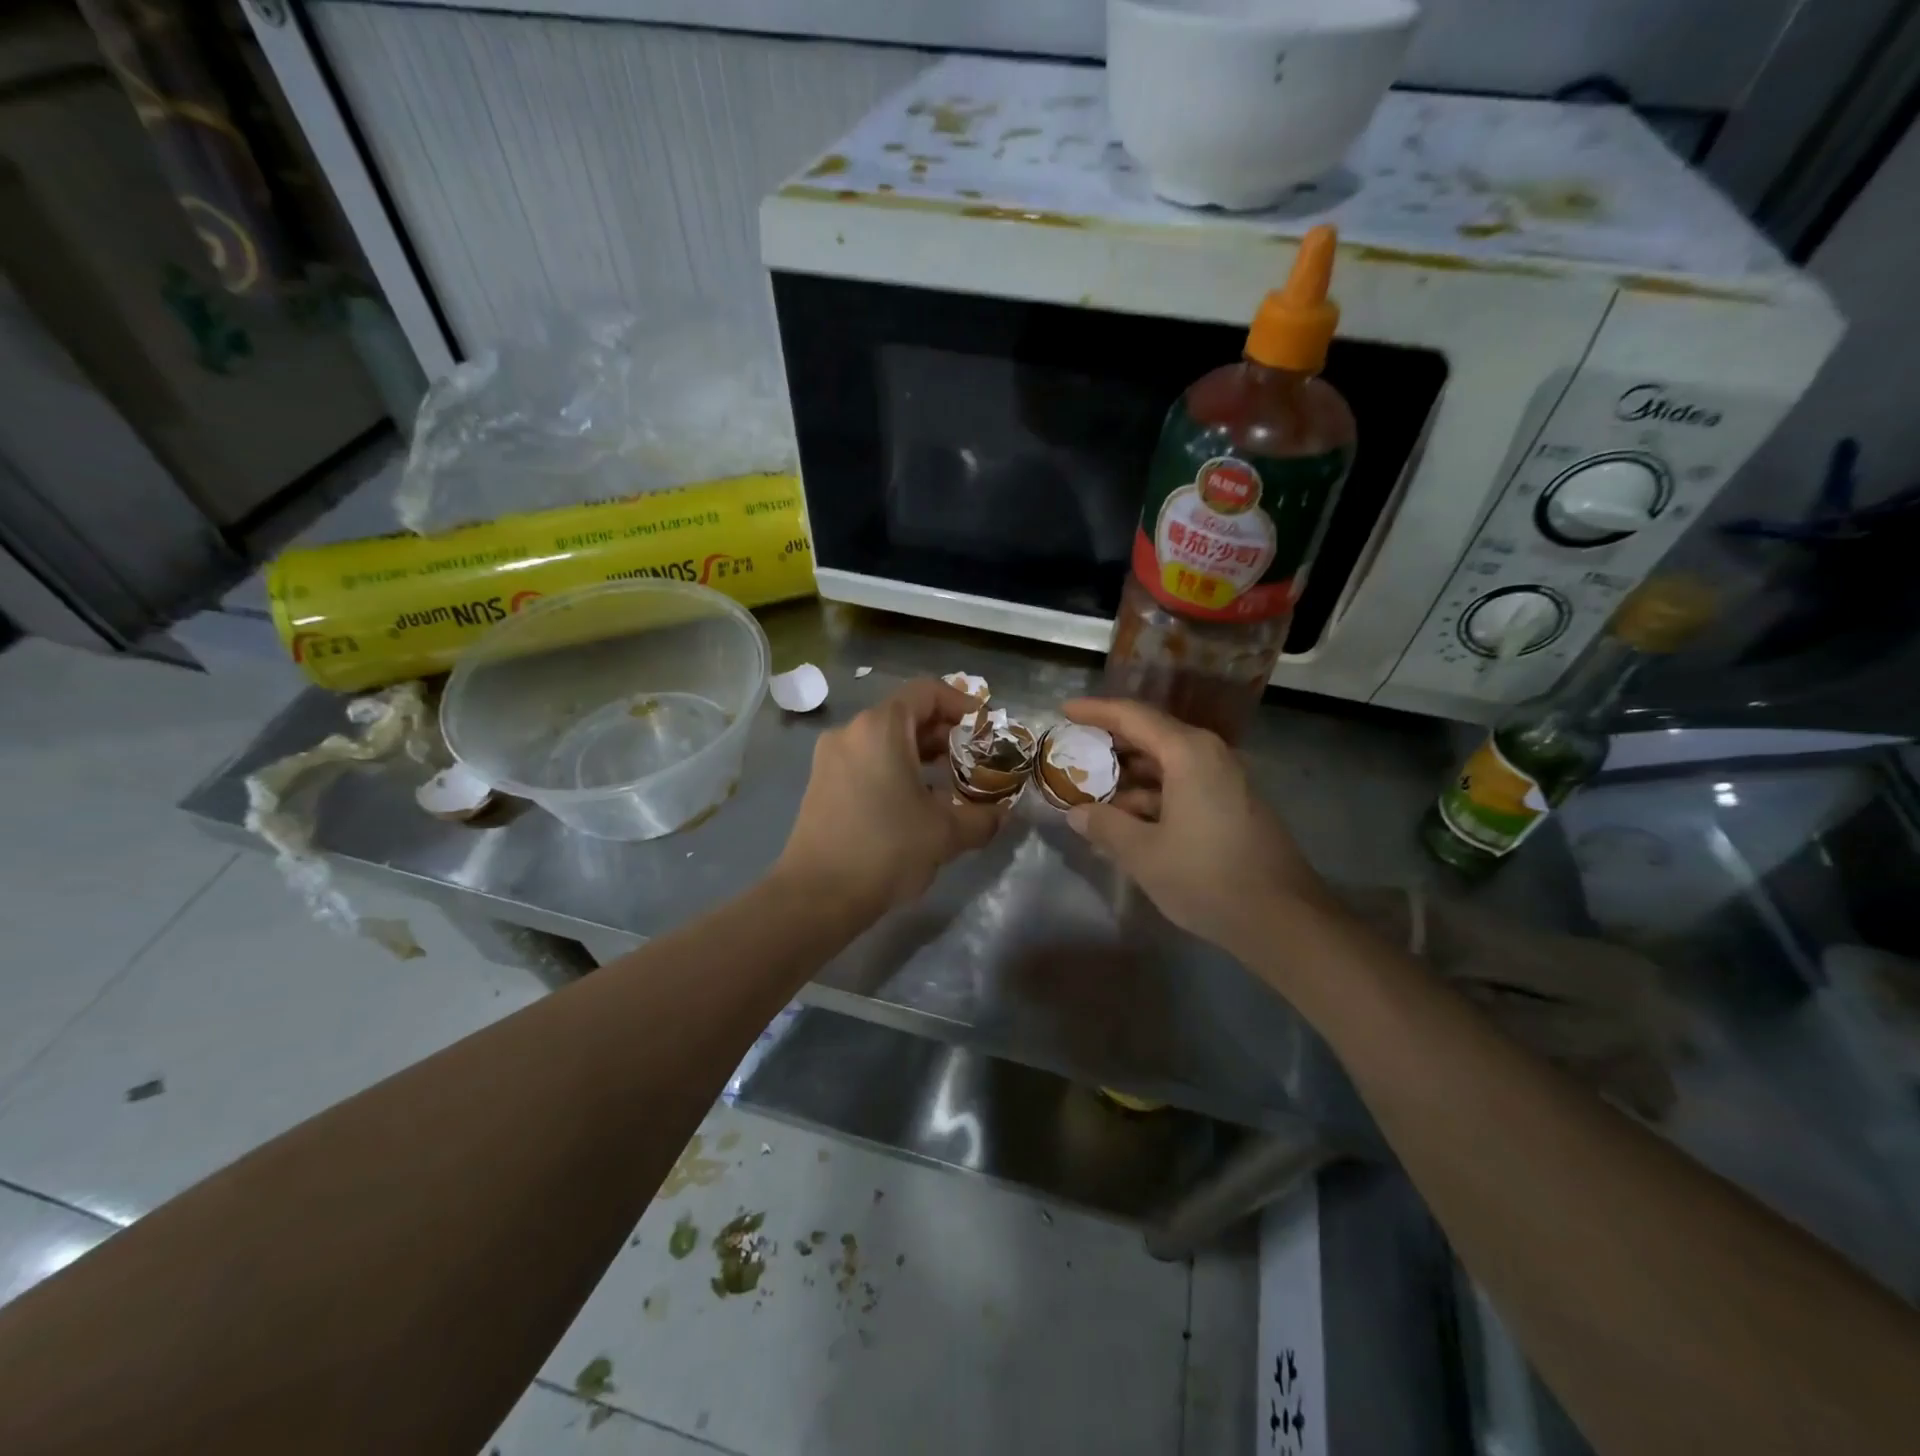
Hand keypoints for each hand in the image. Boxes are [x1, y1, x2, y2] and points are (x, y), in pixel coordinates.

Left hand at [774, 679, 1002, 919]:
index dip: (961, 703)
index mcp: (880, 728)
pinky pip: (867, 761)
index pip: (926, 692)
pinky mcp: (822, 784)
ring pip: (885, 740)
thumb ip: (982, 817)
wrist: (816, 896)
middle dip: (944, 733)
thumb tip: (1001, 814)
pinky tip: (916, 802)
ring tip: (951, 782)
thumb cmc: (886, 850)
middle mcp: (851, 732)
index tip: (985, 728)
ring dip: (920, 754)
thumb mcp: (946, 833)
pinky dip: (896, 769)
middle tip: (975, 759)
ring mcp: (831, 758)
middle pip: (905, 714)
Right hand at [1061, 697, 1334, 960]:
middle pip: (1152, 736)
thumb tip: (1077, 812)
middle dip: (1110, 745)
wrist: (1283, 919)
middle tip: (1073, 754)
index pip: (1133, 716)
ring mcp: (1226, 781)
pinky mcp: (1232, 806)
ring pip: (1167, 765)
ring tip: (1092, 794)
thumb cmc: (1206, 877)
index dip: (1096, 711)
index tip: (1065, 710)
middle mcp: (1210, 756)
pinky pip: (1183, 786)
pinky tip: (1127, 821)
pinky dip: (1152, 796)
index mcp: (1188, 753)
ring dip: (1129, 777)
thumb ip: (1105, 826)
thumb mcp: (1143, 853)